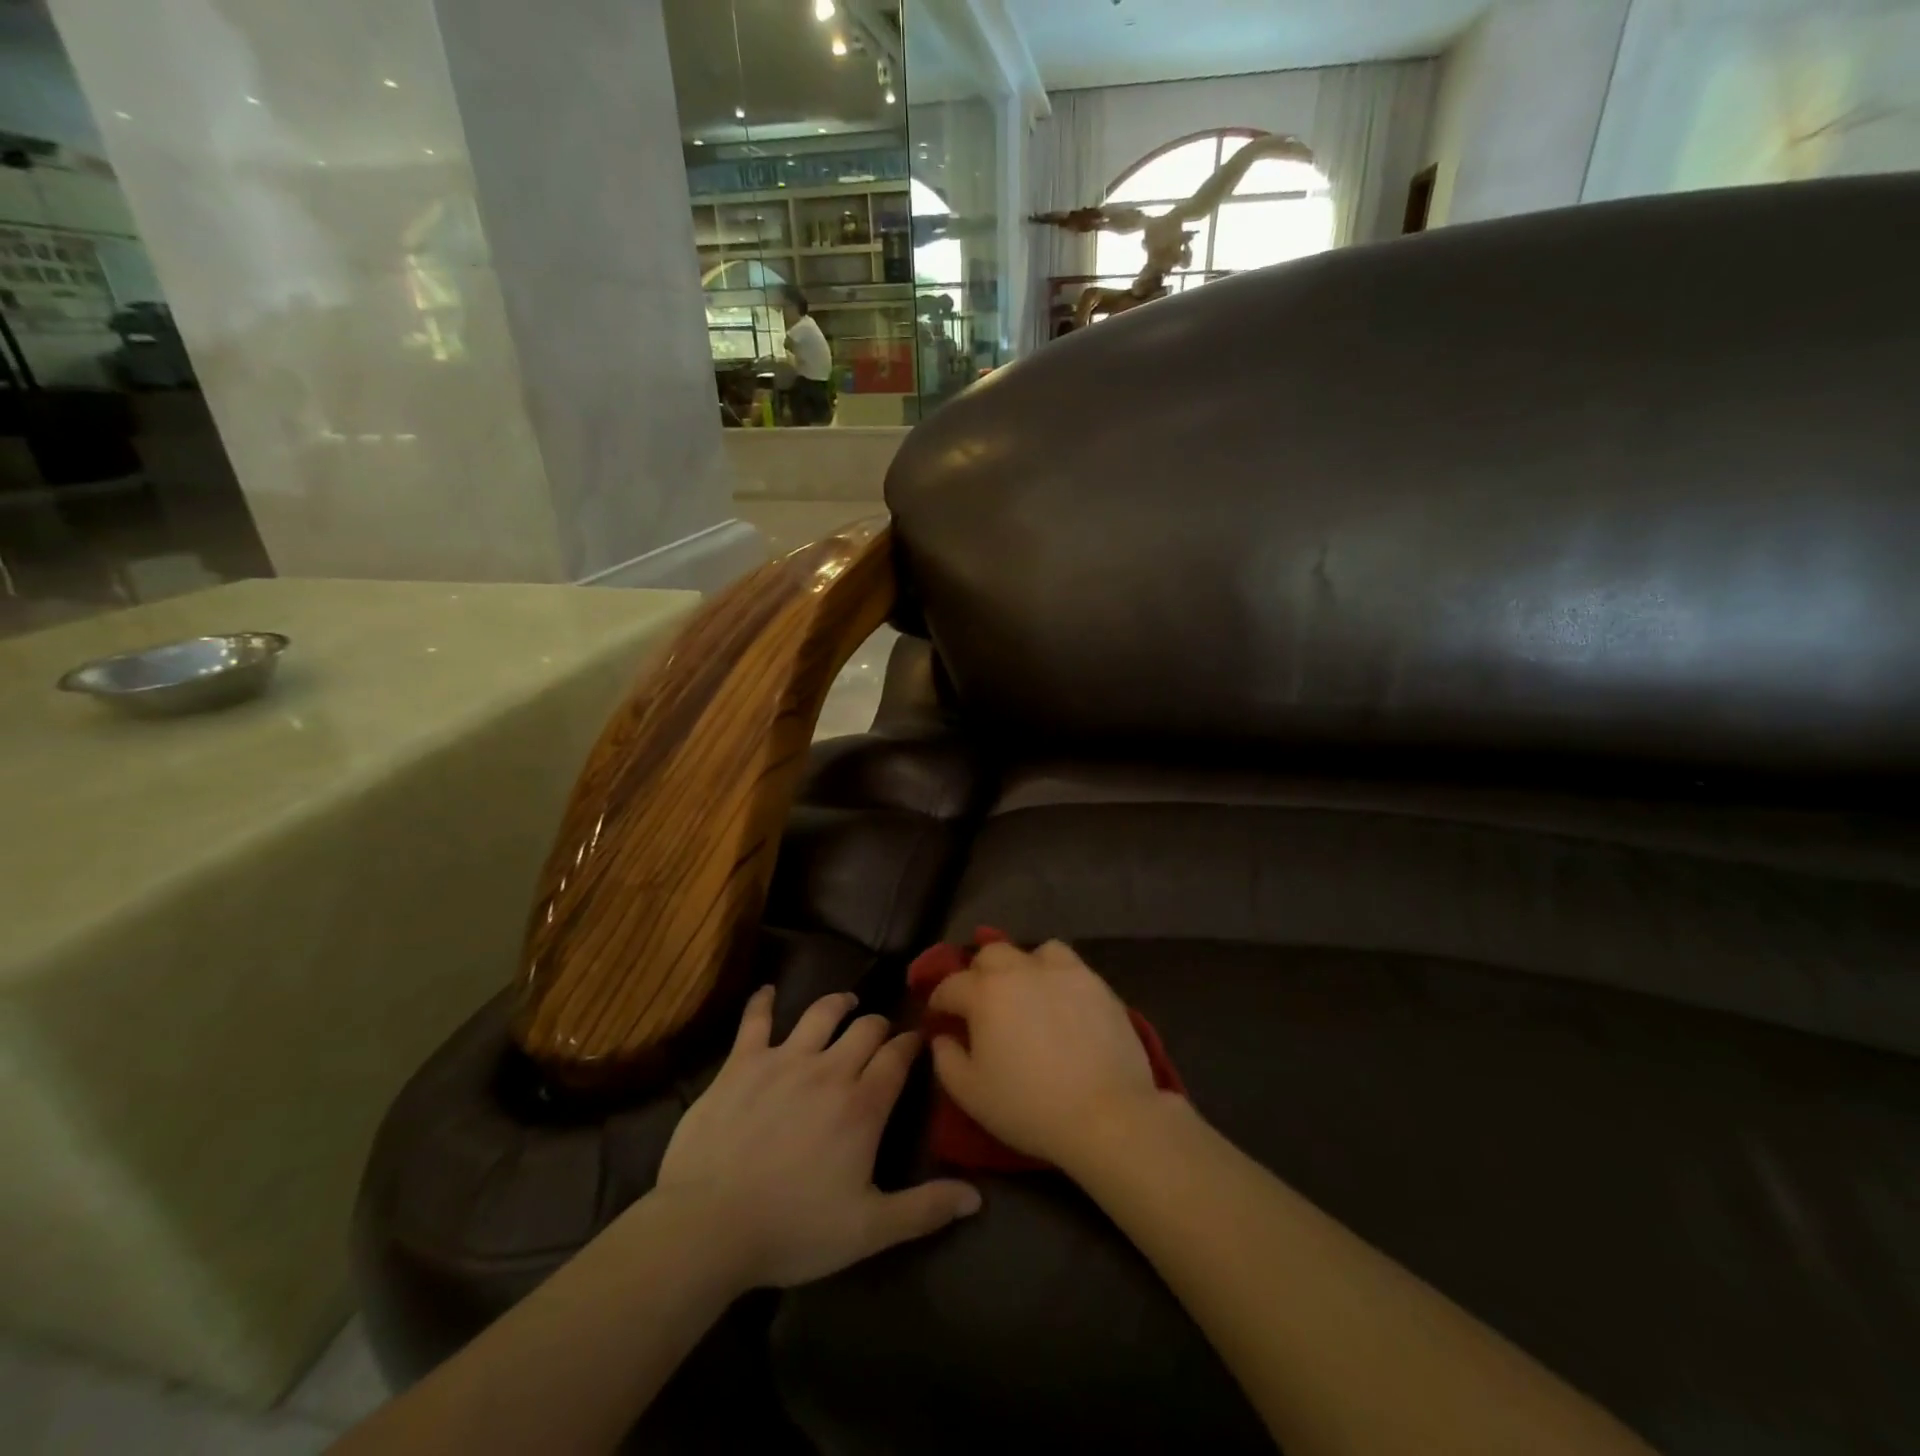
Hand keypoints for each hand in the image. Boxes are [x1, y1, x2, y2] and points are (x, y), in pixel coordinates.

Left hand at [655, 987, 979, 1288]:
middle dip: (879, 1025)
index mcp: (863, 1105)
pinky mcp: (742, 1062)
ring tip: (846, 1002)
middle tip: (881, 1031)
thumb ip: (924, 1209)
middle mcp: (829, 1069)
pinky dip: (762, 1001)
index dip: (911, 1043)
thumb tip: (976, 1198)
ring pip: (821, 1013)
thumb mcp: (868, 1230)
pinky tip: (767, 991)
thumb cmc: (793, 1230)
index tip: (918, 1039)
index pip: (897, 1057)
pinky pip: (755, 1020)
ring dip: (838, 1003)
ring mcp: (784, 1059)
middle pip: (865, 1029)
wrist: (709, 1226)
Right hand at [928, 940, 1165, 1169]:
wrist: (1106, 1114)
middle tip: (981, 1004)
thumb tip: (942, 1037)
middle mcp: (1020, 970)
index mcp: (985, 993)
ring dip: (1020, 967)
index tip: (939, 1019)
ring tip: (1025, 993)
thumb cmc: (1029, 1107)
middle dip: (977, 974)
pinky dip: (1055, 974)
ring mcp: (1062, 972)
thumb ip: (946, 1060)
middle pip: (989, 954)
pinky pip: (1067, 964)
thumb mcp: (970, 1093)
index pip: (950, 986)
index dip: (939, 1002)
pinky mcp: (1095, 982)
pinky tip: (1059, 1000)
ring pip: (1031, 952)